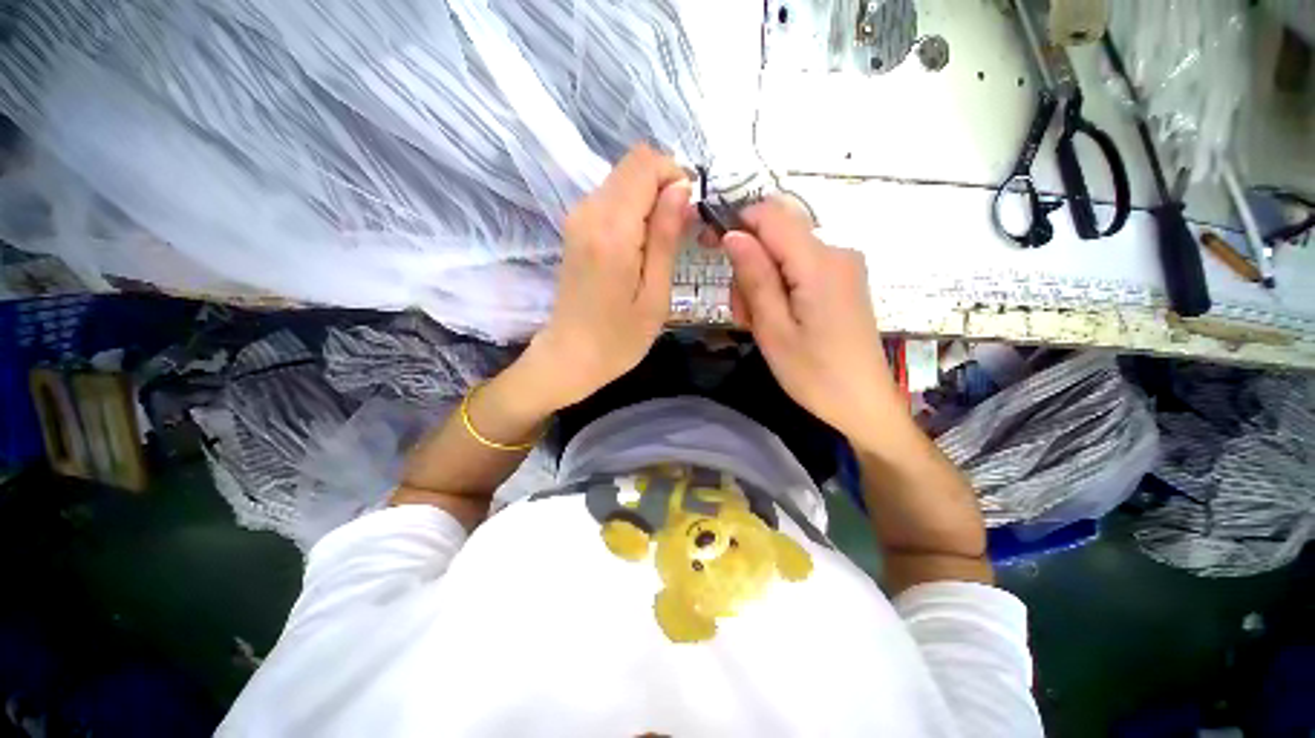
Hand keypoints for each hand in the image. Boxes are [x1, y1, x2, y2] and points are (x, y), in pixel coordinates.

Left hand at [525, 144, 691, 409]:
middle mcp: (589, 212)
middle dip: (664, 185)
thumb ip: (665, 237)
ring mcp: (577, 218)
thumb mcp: (655, 295)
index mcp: (612, 230)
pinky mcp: (575, 229)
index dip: (674, 176)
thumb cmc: (619, 338)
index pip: (644, 164)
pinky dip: (634, 209)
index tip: (691, 211)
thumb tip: (680, 189)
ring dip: (650, 199)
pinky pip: (611, 199)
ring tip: (664, 241)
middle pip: (632, 165)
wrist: (570, 356)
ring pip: (622, 180)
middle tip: (682, 228)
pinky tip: (643, 245)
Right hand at [721, 198, 898, 441]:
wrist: (863, 403)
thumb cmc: (814, 374)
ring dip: (761, 281)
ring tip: (758, 323)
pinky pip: (800, 269)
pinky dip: (780, 287)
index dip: (735, 222)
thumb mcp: (773, 328)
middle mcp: (836, 252)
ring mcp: (843, 267)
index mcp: (819, 263)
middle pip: (777, 235)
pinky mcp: (842, 281)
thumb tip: (732, 234)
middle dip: (748, 264)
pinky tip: (777, 319)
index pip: (771, 215)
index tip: (709, 246)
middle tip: (742, 312)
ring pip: (785, 254)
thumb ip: (754, 277)